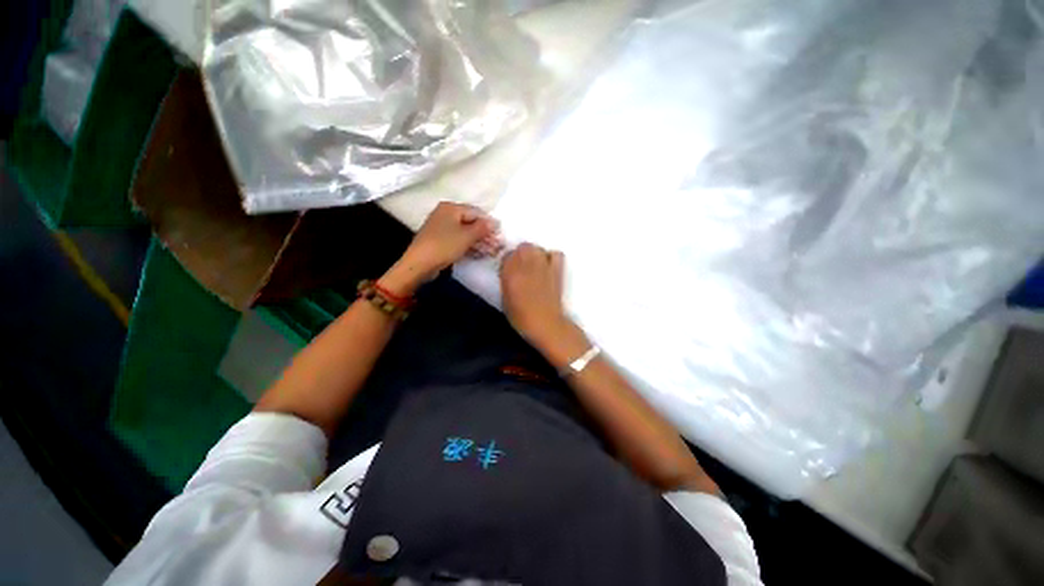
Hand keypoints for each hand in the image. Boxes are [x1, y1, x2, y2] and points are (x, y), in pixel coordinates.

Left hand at [381, 202, 502, 295]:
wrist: (419, 264)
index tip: (499, 235)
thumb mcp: (467, 236)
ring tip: (490, 250)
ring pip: (465, 232)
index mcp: (451, 208)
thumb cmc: (444, 246)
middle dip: (484, 234)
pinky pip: (458, 240)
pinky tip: (478, 253)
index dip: (489, 223)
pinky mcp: (439, 240)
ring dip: (478, 241)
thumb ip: (482, 228)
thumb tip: (495, 222)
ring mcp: (441, 227)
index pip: (476, 212)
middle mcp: (445, 214)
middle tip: (496, 245)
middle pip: (470, 222)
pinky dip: (468, 245)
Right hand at [500, 243, 572, 347]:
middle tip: (522, 266)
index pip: (507, 255)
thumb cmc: (521, 318)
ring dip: (534, 253)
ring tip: (535, 265)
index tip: (509, 269)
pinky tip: (548, 265)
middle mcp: (526, 266)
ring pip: (537, 248)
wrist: (545, 324)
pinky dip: (551, 257)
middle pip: (523, 247)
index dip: (508, 261)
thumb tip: (509, 272)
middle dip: (521, 254)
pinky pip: (556, 254)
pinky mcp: (557, 271)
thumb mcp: (505, 299)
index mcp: (510, 274)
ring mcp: (543, 266)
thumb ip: (506, 281)